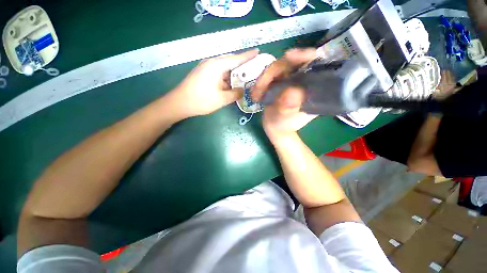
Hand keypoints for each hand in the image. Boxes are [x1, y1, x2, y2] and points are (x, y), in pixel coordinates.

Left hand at [169, 49, 258, 117]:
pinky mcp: (203, 74)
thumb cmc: (201, 100)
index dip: (248, 56)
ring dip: (234, 73)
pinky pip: (219, 73)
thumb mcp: (222, 99)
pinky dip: (227, 78)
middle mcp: (211, 63)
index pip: (236, 58)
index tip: (258, 52)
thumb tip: (242, 90)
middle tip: (253, 68)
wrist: (179, 103)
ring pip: (225, 68)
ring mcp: (206, 68)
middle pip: (230, 61)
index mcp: (217, 65)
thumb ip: (235, 94)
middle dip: (242, 65)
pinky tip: (232, 83)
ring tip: (245, 77)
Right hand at [252, 48, 317, 142]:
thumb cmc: (284, 125)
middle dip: (273, 72)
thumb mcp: (287, 119)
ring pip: (276, 68)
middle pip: (290, 63)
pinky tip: (256, 95)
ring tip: (256, 95)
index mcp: (312, 86)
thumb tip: (291, 92)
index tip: (291, 56)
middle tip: (261, 86)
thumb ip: (289, 108)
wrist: (275, 127)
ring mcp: (288, 79)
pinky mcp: (277, 82)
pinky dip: (260, 84)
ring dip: (263, 80)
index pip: (312, 63)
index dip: (304, 56)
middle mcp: (301, 79)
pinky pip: (268, 76)